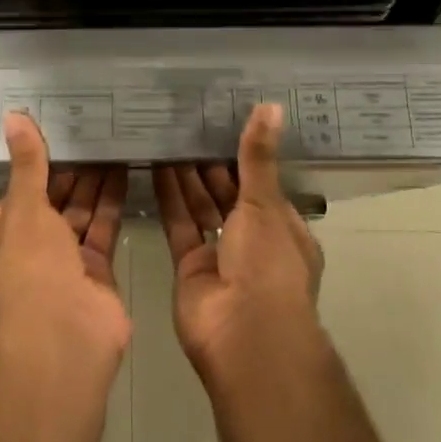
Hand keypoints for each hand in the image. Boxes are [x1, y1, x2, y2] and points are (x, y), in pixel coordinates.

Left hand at [0, 113, 130, 370]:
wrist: (67, 337)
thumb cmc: (32, 268)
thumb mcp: (24, 209)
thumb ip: (27, 164)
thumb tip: (13, 115)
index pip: (14, 197)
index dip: (33, 168)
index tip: (53, 136)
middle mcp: (27, 256)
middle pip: (49, 205)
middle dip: (68, 174)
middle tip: (88, 135)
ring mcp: (63, 267)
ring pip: (77, 216)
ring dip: (92, 184)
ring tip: (109, 144)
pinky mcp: (95, 274)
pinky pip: (102, 230)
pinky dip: (111, 204)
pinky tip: (124, 171)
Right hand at [153, 104, 324, 379]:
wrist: (244, 335)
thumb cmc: (268, 264)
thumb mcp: (266, 203)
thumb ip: (258, 157)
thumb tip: (271, 106)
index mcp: (284, 229)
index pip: (263, 185)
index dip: (245, 157)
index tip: (223, 125)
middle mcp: (254, 242)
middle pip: (229, 195)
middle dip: (211, 165)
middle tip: (188, 125)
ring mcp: (221, 255)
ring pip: (202, 208)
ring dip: (187, 177)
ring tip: (169, 137)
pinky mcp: (190, 267)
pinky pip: (180, 224)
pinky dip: (169, 198)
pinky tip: (156, 166)